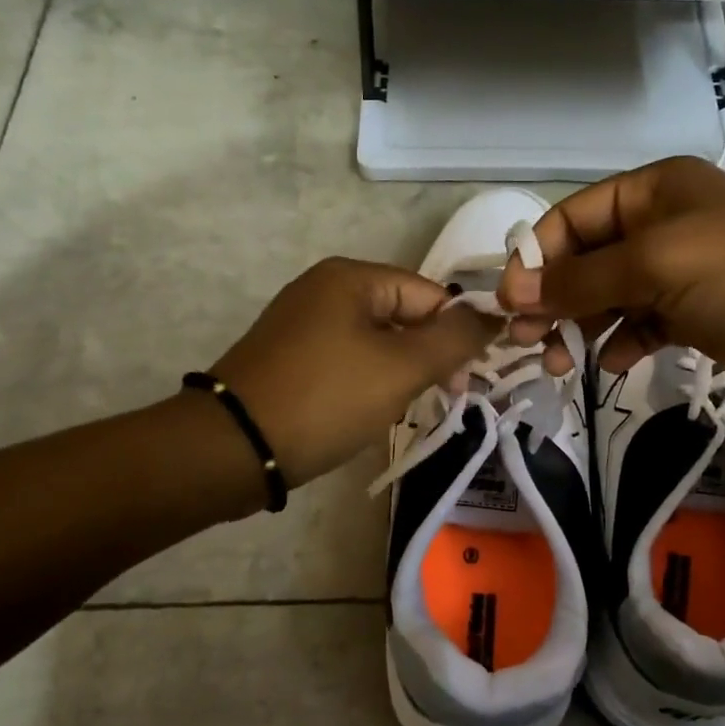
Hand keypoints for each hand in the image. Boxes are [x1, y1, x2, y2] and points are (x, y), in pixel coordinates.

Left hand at [205, 258, 498, 488]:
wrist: (232, 448)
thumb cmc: (325, 398)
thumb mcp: (401, 368)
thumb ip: (454, 339)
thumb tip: (493, 316)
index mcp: (351, 277)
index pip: (430, 294)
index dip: (456, 333)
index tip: (468, 380)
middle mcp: (324, 289)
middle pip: (403, 316)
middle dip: (427, 357)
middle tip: (442, 399)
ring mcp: (302, 323)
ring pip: (377, 343)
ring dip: (399, 374)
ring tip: (400, 410)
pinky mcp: (290, 357)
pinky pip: (347, 361)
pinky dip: (367, 383)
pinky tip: (368, 414)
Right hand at [497, 157, 724, 413]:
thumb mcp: (657, 264)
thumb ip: (582, 279)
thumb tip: (515, 293)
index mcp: (654, 192)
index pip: (573, 218)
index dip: (537, 258)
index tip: (510, 304)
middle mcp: (665, 226)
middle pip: (588, 259)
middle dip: (555, 298)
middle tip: (528, 340)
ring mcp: (683, 274)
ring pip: (611, 297)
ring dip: (581, 325)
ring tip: (560, 361)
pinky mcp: (699, 317)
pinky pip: (642, 326)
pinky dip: (622, 343)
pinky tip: (611, 364)